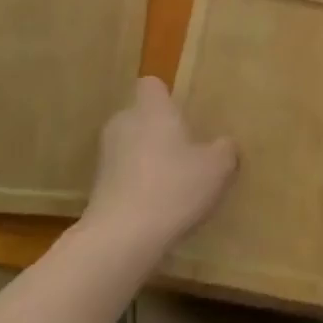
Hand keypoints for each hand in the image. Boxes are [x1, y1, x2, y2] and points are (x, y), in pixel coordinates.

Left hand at [82, 77, 236, 260]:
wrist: (121, 237)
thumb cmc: (173, 188)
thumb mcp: (216, 168)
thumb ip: (225, 149)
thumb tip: (225, 143)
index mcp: (151, 109)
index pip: (151, 85)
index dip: (165, 96)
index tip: (182, 114)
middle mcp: (124, 123)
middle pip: (140, 116)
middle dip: (158, 130)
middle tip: (184, 152)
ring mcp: (106, 155)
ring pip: (129, 146)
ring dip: (146, 159)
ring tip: (171, 184)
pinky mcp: (97, 187)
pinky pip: (122, 175)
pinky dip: (136, 185)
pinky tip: (155, 208)